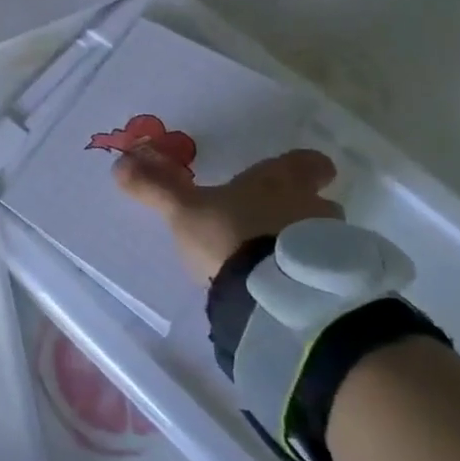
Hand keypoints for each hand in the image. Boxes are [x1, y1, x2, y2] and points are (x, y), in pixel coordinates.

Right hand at [114, 148, 341, 283]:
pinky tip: (290, 293)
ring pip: (326, 239)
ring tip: (278, 267)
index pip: (310, 162)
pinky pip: (329, 274)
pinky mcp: (339, 285)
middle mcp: (314, 206)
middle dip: (299, 212)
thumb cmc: (230, 236)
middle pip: (318, 202)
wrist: (276, 298)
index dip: (302, 168)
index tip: (289, 176)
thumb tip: (119, 162)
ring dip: (307, 247)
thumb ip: (156, 187)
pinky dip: (313, 278)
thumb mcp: (184, 211)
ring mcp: (333, 246)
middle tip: (270, 227)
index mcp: (279, 181)